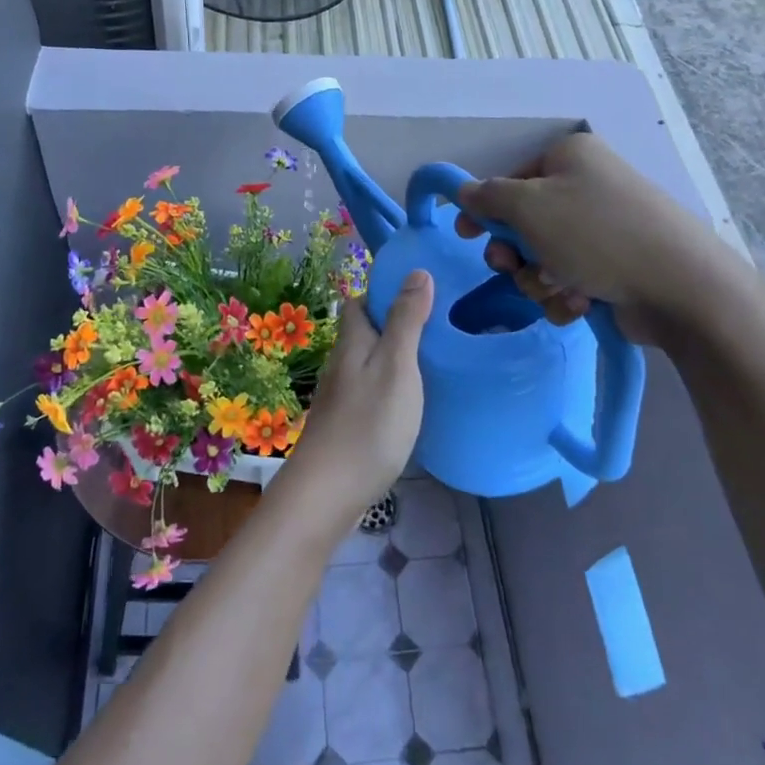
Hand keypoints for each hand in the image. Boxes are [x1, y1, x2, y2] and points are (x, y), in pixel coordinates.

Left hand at [281, 271, 433, 524]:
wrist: (328, 492)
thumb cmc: (369, 423)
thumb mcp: (397, 365)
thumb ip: (406, 320)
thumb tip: (417, 271)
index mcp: (352, 341)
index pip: (362, 302)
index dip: (387, 293)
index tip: (424, 294)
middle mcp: (341, 362)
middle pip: (365, 331)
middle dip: (394, 324)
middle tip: (437, 328)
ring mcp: (340, 395)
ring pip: (368, 362)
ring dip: (393, 356)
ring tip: (431, 361)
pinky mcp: (345, 423)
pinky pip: (369, 389)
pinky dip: (390, 385)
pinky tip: (410, 401)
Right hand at [454, 131, 723, 343]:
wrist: (678, 286)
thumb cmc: (595, 234)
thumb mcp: (530, 206)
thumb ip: (489, 197)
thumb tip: (465, 191)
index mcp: (569, 157)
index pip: (510, 179)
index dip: (485, 209)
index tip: (466, 236)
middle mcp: (586, 187)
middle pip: (524, 223)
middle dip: (516, 254)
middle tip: (514, 269)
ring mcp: (603, 229)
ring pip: (543, 258)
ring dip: (540, 281)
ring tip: (561, 289)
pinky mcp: (614, 267)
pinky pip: (569, 280)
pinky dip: (566, 296)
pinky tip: (581, 304)